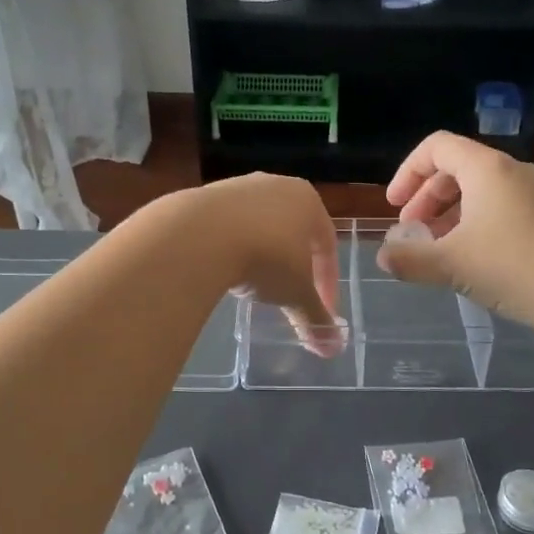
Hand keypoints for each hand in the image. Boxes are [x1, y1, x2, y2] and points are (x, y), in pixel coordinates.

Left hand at [190, 173, 344, 355]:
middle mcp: (277, 185)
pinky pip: (228, 227)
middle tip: (287, 296)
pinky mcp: (206, 195)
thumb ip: (315, 319)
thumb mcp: (295, 294)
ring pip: (260, 227)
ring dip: (261, 256)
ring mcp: (239, 187)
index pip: (327, 245)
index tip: (320, 310)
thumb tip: (333, 348)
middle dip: (293, 267)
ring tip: (252, 286)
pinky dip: (232, 248)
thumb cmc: (266, 258)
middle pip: (294, 232)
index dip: (327, 282)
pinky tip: (225, 270)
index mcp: (308, 201)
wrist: (200, 235)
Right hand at [377, 132, 533, 327]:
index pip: (436, 146)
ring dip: (449, 214)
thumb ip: (409, 259)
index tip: (393, 206)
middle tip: (411, 231)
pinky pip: (501, 207)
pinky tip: (471, 259)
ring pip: (480, 191)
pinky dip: (475, 223)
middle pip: (457, 168)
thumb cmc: (510, 267)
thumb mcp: (449, 264)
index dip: (407, 172)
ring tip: (437, 249)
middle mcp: (513, 171)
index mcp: (487, 168)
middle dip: (426, 198)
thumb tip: (383, 257)